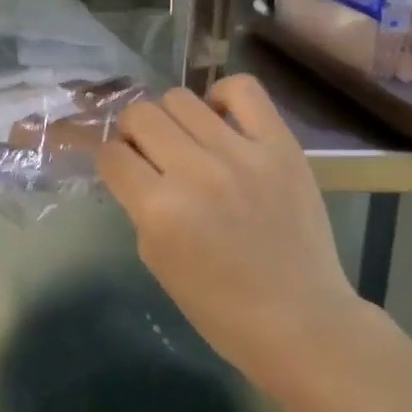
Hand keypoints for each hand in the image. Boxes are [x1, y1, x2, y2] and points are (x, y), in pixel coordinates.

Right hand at [98, 76, 360, 390]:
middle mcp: (195, 172)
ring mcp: (241, 154)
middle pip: (140, 116)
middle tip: (151, 154)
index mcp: (160, 209)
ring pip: (180, 98)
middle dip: (134, 133)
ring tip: (187, 140)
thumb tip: (134, 166)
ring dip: (172, 119)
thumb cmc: (219, 305)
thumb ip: (139, 204)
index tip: (123, 171)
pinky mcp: (280, 146)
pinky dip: (223, 95)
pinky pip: (243, 88)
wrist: (301, 322)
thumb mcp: (156, 258)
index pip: (111, 154)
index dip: (111, 162)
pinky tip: (221, 120)